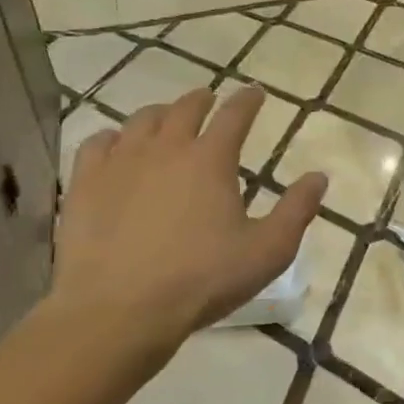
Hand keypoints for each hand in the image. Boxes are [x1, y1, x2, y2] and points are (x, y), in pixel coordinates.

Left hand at [46, 86, 326, 378]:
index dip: (248, 100)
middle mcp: (166, 148)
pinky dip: (112, 138)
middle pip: (185, 108)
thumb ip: (297, 210)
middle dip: (202, 100)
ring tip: (166, 120)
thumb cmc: (201, 280)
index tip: (255, 92)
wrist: (118, 311)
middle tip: (209, 100)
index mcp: (211, 159)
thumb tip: (319, 177)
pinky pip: (97, 143)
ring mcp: (120, 163)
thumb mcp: (267, 251)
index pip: (235, 115)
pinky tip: (115, 147)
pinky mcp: (84, 184)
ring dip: (160, 114)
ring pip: (141, 120)